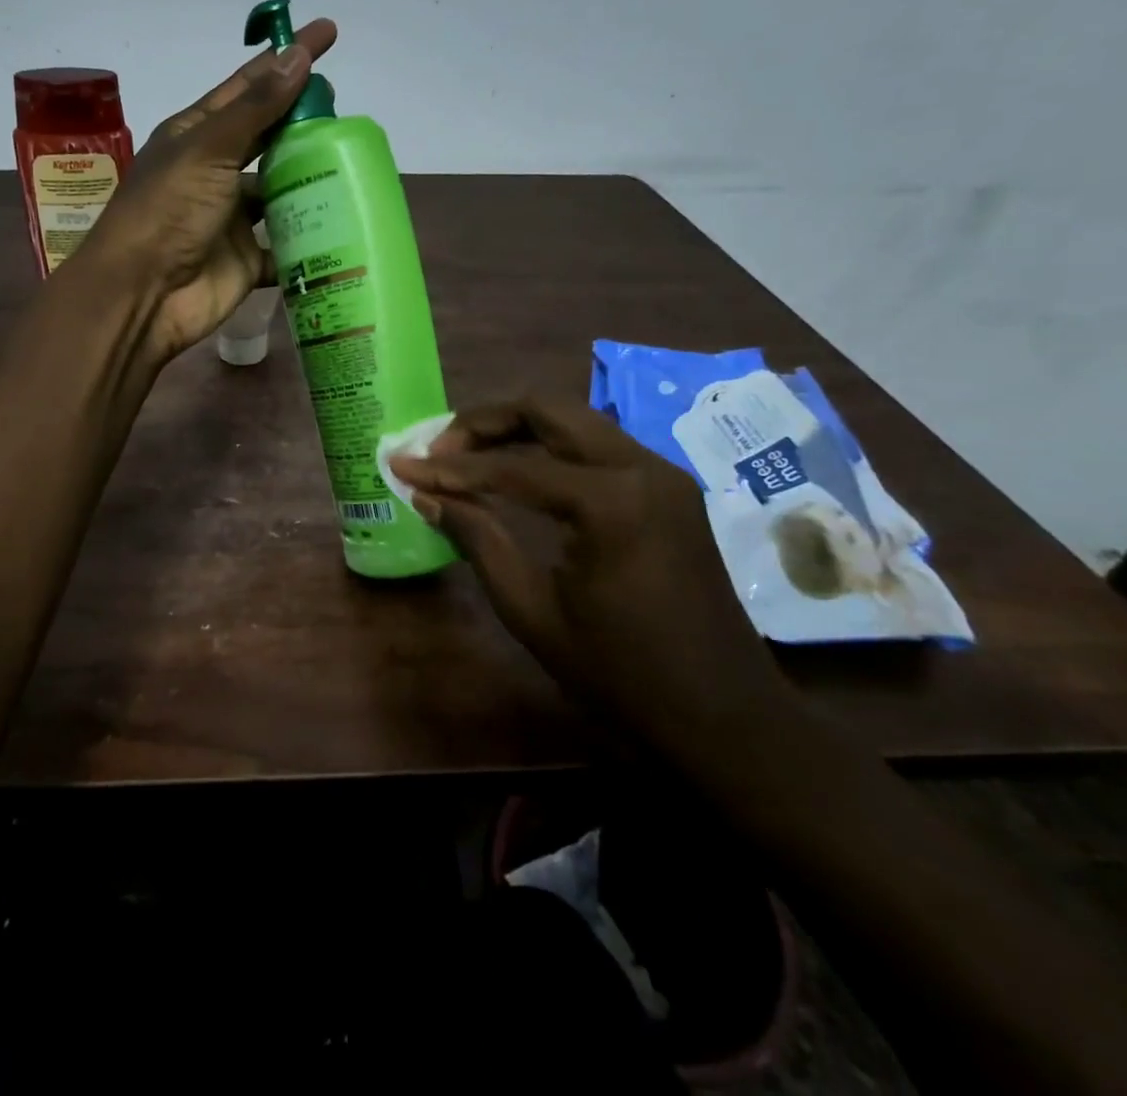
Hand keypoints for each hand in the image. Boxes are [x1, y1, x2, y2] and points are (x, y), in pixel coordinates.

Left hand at [78, 18, 337, 361]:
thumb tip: (296, 55)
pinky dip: (310, 243)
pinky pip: (286, 247)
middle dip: (303, 121)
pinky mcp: (248, 260)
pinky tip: (344, 229)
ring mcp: (232, 218)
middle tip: (346, 108)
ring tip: (356, 165)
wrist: (144, 295)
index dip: (286, 60)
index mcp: (197, 136)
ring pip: (281, 193)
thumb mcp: (208, 150)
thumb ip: (255, 108)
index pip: (249, 87)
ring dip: (312, 182)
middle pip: (268, 138)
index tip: (327, 35)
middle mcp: (216, 172)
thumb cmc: (168, 212)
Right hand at [392, 395, 794, 762]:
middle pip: (549, 409)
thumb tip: (427, 496)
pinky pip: (599, 446)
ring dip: (519, 428)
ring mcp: (663, 474)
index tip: (401, 465)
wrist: (724, 718)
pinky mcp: (670, 489)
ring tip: (469, 456)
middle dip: (485, 421)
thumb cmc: (621, 674)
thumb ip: (478, 539)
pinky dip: (552, 448)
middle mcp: (642, 467)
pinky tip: (520, 472)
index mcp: (610, 501)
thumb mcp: (532, 610)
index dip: (449, 468)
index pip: (511, 467)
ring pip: (576, 420)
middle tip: (440, 448)